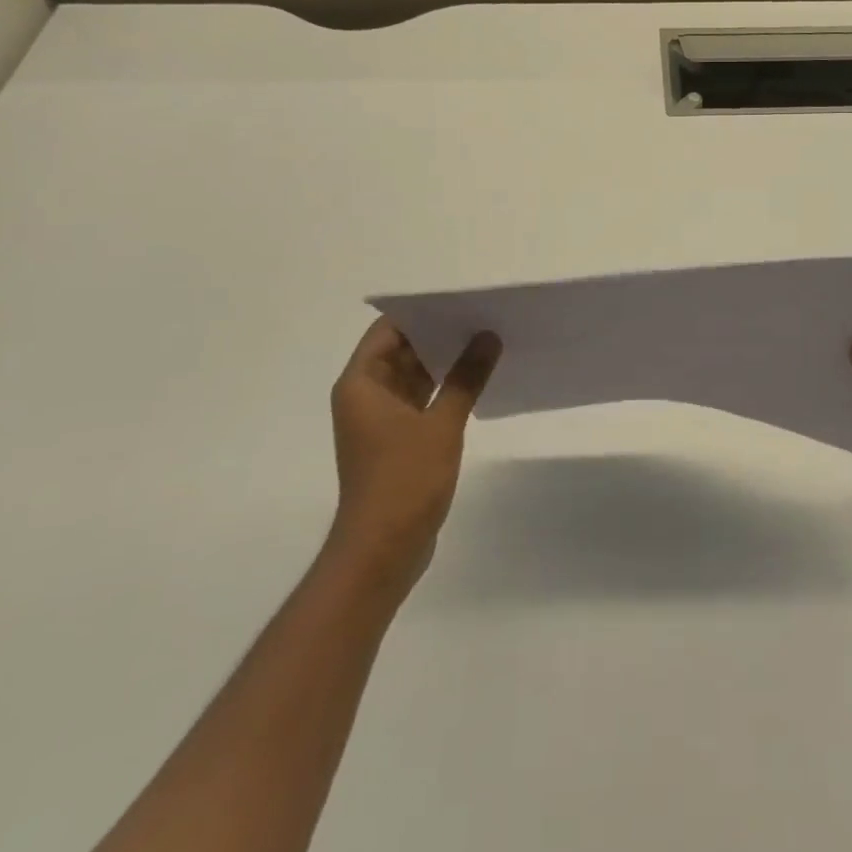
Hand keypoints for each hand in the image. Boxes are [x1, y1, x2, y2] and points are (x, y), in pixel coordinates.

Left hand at [324, 318, 500, 601]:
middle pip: (402, 351)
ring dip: (445, 363)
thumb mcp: (441, 424)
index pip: (389, 330)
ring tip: (487, 342)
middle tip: (483, 317)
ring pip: (414, 377)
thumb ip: (466, 378)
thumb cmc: (404, 480)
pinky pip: (421, 401)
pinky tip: (477, 381)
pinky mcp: (396, 441)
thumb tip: (488, 337)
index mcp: (362, 383)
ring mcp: (381, 420)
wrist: (382, 550)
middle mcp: (365, 396)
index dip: (421, 312)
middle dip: (440, 335)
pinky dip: (444, 390)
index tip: (460, 300)